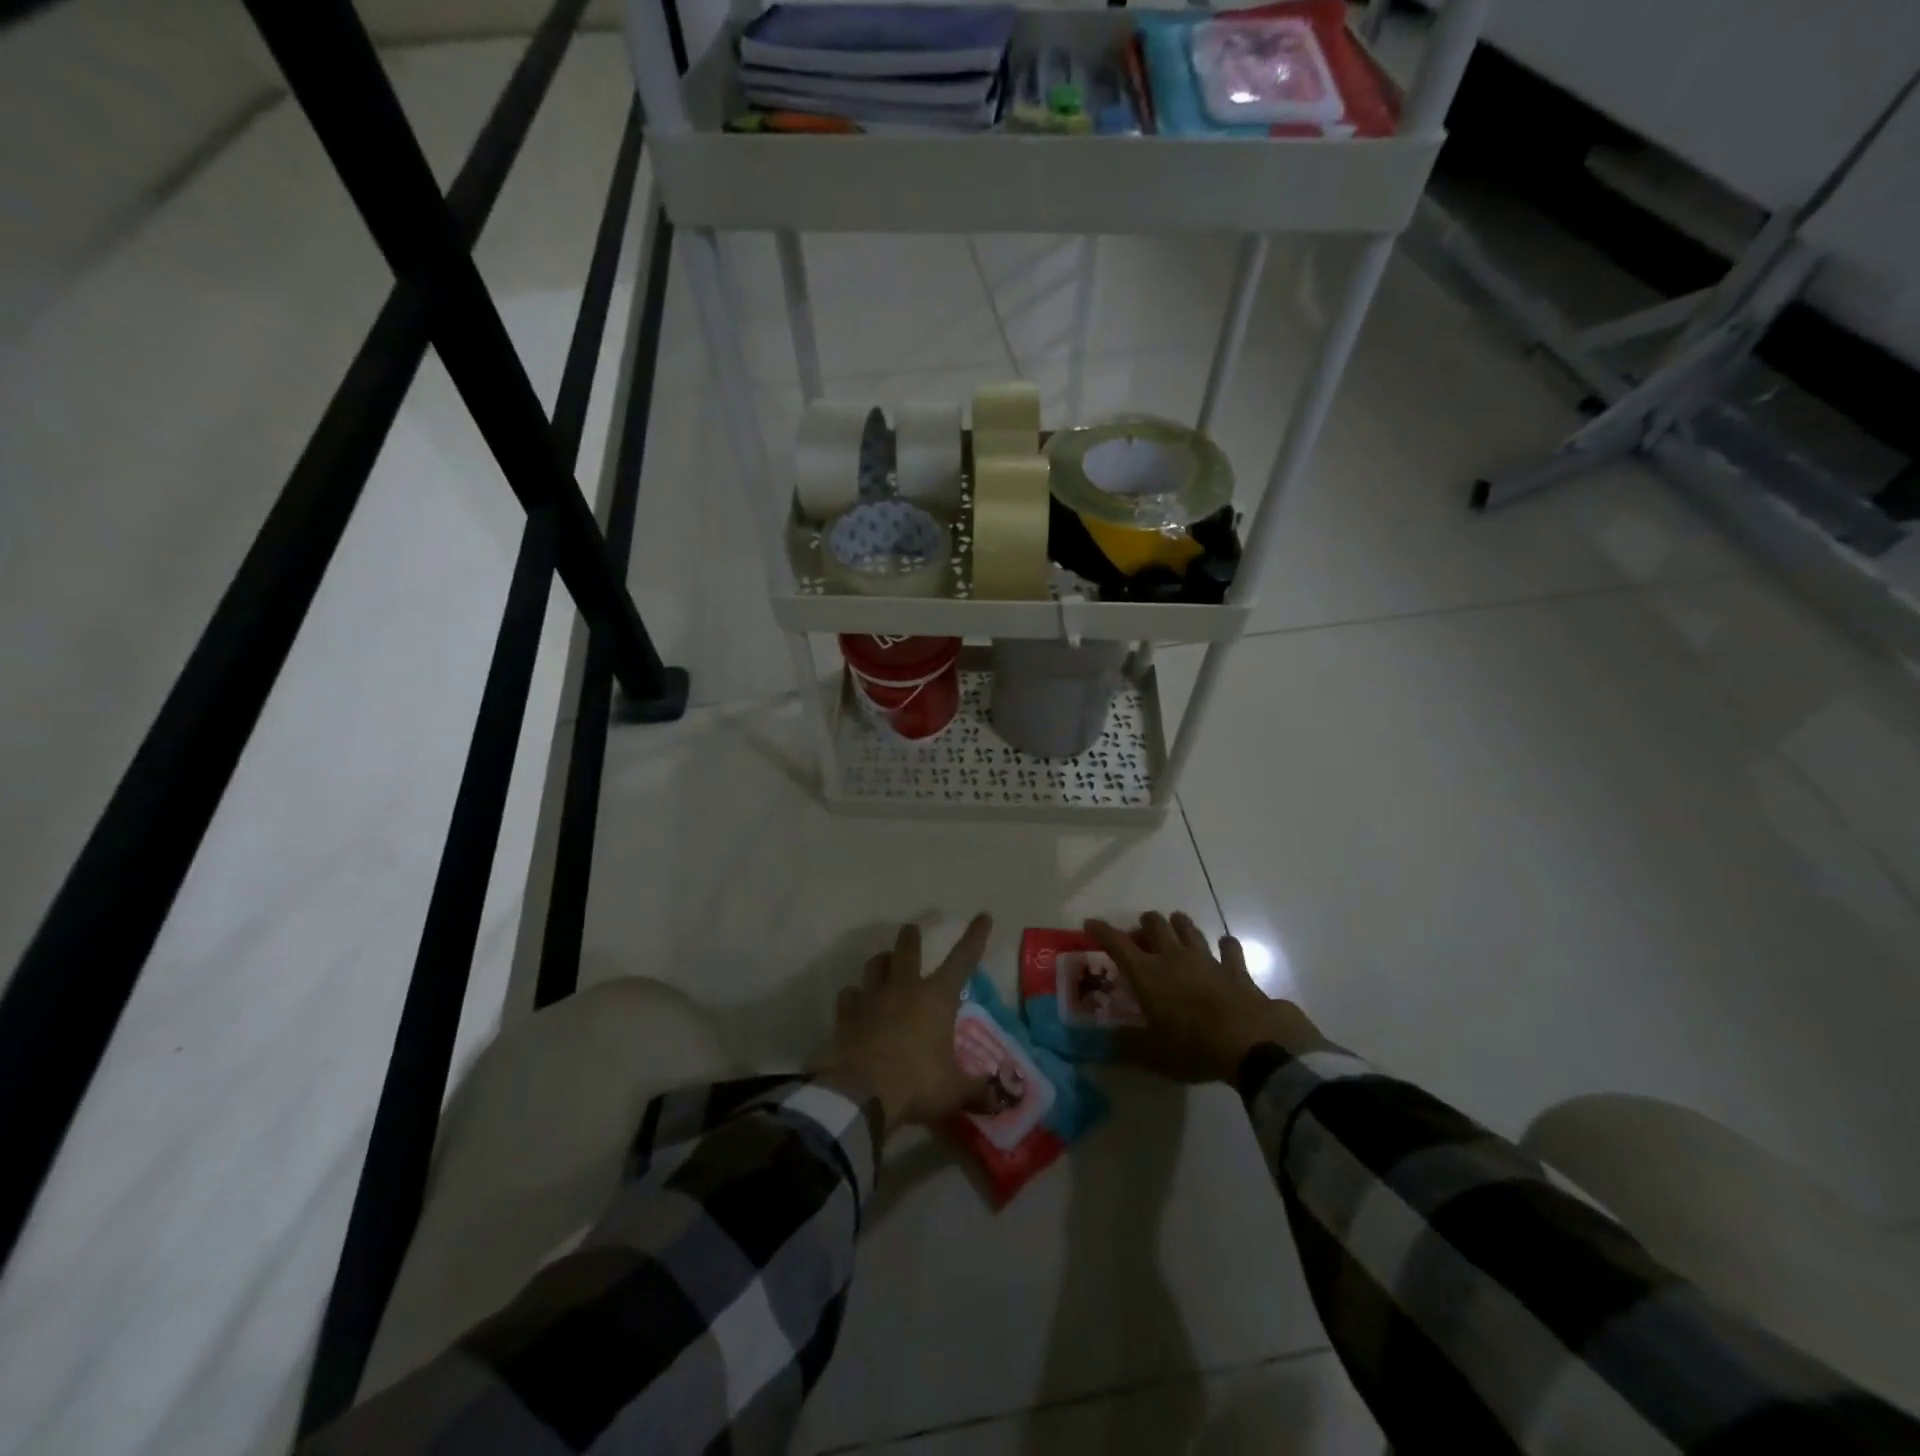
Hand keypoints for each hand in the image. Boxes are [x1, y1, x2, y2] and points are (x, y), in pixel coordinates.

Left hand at [817, 914, 993, 1131]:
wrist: (859, 1092)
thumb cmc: (916, 1083)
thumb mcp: (955, 1090)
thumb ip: (980, 1090)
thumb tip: (1005, 1095)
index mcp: (937, 998)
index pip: (962, 959)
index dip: (975, 937)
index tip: (983, 916)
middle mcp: (904, 988)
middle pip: (908, 950)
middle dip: (912, 937)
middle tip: (911, 929)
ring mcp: (872, 998)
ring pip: (875, 966)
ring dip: (881, 960)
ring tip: (883, 960)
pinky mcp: (846, 1015)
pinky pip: (849, 995)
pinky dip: (853, 995)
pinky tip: (854, 1000)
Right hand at [1084, 912, 1325, 1083]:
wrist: (1250, 1045)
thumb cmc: (1193, 1047)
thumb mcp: (1153, 1054)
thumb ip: (1127, 1045)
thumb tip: (1104, 1043)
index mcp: (1147, 974)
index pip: (1117, 944)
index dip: (1102, 931)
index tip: (1090, 923)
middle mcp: (1174, 958)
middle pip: (1155, 925)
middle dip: (1145, 923)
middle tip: (1141, 931)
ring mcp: (1207, 960)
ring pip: (1189, 929)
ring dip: (1180, 925)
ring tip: (1175, 924)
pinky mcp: (1236, 970)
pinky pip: (1230, 949)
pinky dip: (1226, 946)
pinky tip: (1225, 945)